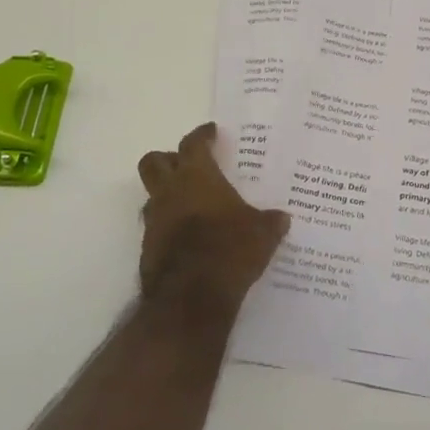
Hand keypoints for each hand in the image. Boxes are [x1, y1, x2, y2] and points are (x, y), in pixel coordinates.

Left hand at [137, 123, 290, 314]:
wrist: (191, 297)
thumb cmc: (230, 250)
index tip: (210, 132)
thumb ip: (270, 221)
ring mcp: (154, 221)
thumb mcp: (262, 233)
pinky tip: (187, 238)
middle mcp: (170, 192)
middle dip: (168, 159)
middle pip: (154, 162)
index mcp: (197, 177)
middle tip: (187, 164)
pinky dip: (167, 227)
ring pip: (151, 195)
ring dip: (166, 195)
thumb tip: (282, 218)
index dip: (202, 135)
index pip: (193, 143)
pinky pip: (155, 228)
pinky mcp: (147, 249)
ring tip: (189, 204)